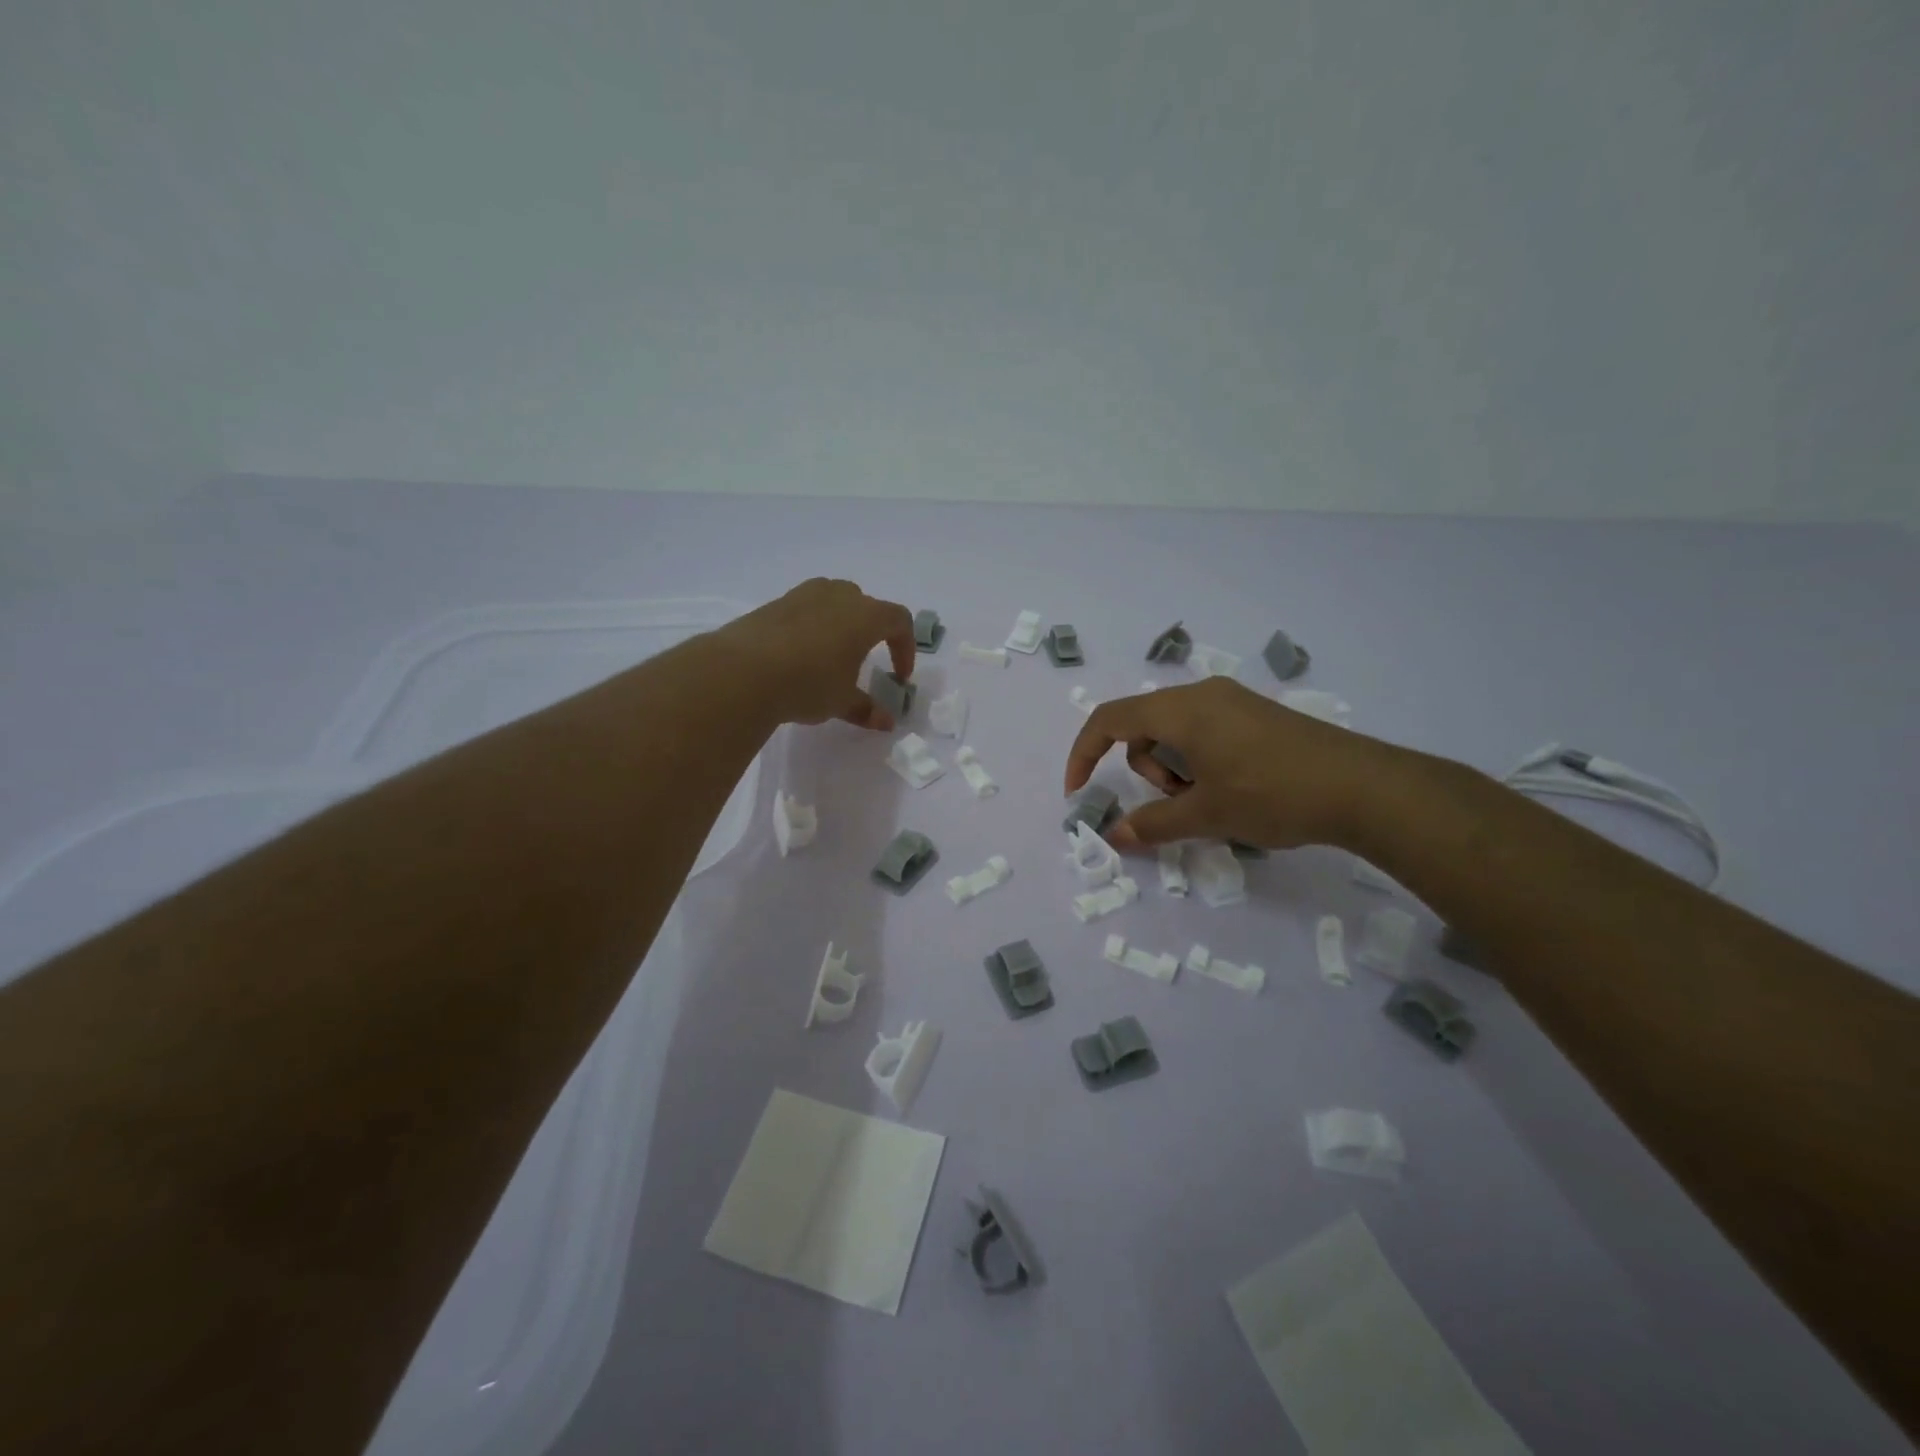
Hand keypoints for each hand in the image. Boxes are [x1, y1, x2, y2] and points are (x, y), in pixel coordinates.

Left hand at [711, 578, 916, 729]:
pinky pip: (805, 609)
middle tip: (865, 659)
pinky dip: (812, 627)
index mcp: (866, 615)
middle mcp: (838, 595)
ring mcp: (804, 594)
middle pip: (866, 606)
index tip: (899, 677)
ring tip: (831, 655)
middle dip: (872, 631)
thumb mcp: (841, 701)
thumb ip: (867, 709)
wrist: (742, 670)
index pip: (899, 621)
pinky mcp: (775, 603)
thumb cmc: (808, 683)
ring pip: (833, 602)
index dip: (905, 648)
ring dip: (840, 625)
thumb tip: (886, 722)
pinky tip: (799, 656)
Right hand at [1063, 677, 1395, 851]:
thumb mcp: (1205, 815)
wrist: (1364, 788)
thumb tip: (1113, 837)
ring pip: (1174, 730)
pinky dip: (1198, 760)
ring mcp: (1233, 701)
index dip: (1084, 754)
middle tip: (1177, 801)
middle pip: (1143, 725)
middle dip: (1144, 768)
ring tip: (1209, 800)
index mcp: (1181, 709)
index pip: (1109, 719)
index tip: (1079, 792)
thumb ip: (1152, 825)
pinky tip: (1233, 789)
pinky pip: (1204, 731)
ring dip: (1173, 768)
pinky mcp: (1256, 714)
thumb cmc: (1273, 795)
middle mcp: (1202, 694)